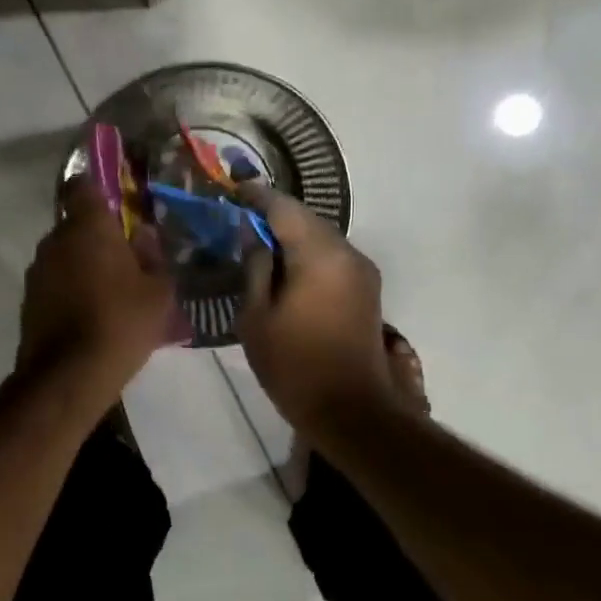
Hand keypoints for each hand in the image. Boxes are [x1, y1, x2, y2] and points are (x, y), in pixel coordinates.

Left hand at [17, 176, 176, 387]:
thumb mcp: (158, 291)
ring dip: (84, 265)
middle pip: (77, 224)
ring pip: (65, 255)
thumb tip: (143, 236)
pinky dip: (70, 289)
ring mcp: (37, 270)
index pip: (84, 185)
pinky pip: (55, 282)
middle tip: (127, 259)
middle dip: (99, 236)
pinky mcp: (28, 300)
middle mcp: (56, 239)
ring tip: (111, 292)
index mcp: (88, 226)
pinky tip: (91, 315)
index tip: (118, 205)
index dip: (99, 189)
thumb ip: (154, 256)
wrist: (68, 375)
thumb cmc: (121, 322)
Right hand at [236, 185, 395, 438]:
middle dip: (274, 215)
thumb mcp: (256, 316)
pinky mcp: (367, 289)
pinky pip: (332, 257)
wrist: (352, 410)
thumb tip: (254, 236)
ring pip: (321, 237)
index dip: (256, 196)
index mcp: (319, 254)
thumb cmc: (295, 365)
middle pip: (306, 218)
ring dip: (292, 235)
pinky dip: (307, 254)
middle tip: (241, 219)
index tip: (233, 190)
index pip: (283, 207)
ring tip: (259, 244)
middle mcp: (347, 252)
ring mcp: (362, 271)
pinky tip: (286, 269)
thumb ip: (255, 268)